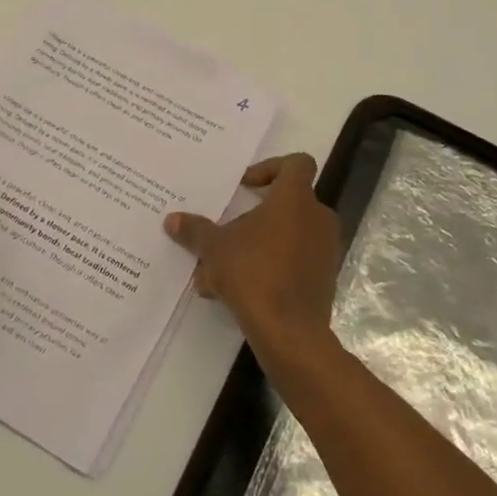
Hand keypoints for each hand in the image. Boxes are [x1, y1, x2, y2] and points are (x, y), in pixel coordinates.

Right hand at [164, 153, 340, 362]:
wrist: (290, 331)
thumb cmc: (253, 274)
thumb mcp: (214, 249)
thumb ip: (195, 230)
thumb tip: (172, 220)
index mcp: (294, 199)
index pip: (297, 164)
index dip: (271, 168)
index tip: (245, 187)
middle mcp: (316, 218)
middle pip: (285, 204)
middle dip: (251, 218)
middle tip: (224, 233)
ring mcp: (324, 249)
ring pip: (284, 236)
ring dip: (253, 246)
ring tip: (217, 271)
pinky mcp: (323, 278)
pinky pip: (292, 261)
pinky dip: (268, 268)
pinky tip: (234, 291)